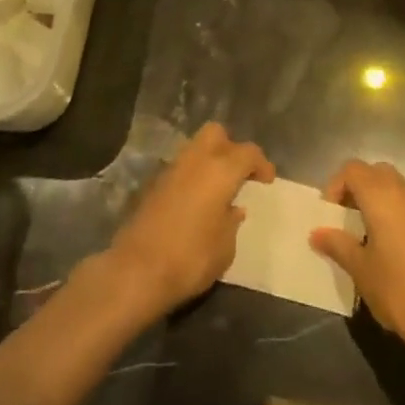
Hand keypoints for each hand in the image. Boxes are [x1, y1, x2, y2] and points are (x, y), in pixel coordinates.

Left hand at [104, 123, 274, 318]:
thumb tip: (233, 209)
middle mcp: (195, 161)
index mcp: (220, 170)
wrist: (137, 270)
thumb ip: (232, 222)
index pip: (247, 152)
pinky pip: (180, 168)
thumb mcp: (225, 247)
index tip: (267, 181)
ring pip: (195, 148)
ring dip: (209, 160)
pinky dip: (192, 176)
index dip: (261, 164)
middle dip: (230, 148)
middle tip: (239, 174)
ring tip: (218, 189)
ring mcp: (171, 170)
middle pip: (216, 134)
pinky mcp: (153, 185)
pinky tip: (196, 201)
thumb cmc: (191, 258)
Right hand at [311, 160, 404, 367]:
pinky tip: (397, 249)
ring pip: (399, 188)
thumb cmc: (399, 291)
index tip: (330, 214)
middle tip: (347, 217)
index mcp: (382, 196)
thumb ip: (338, 245)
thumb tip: (317, 233)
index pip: (353, 169)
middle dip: (359, 188)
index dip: (336, 185)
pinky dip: (400, 215)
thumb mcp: (361, 270)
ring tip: (370, 234)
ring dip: (381, 200)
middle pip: (377, 172)